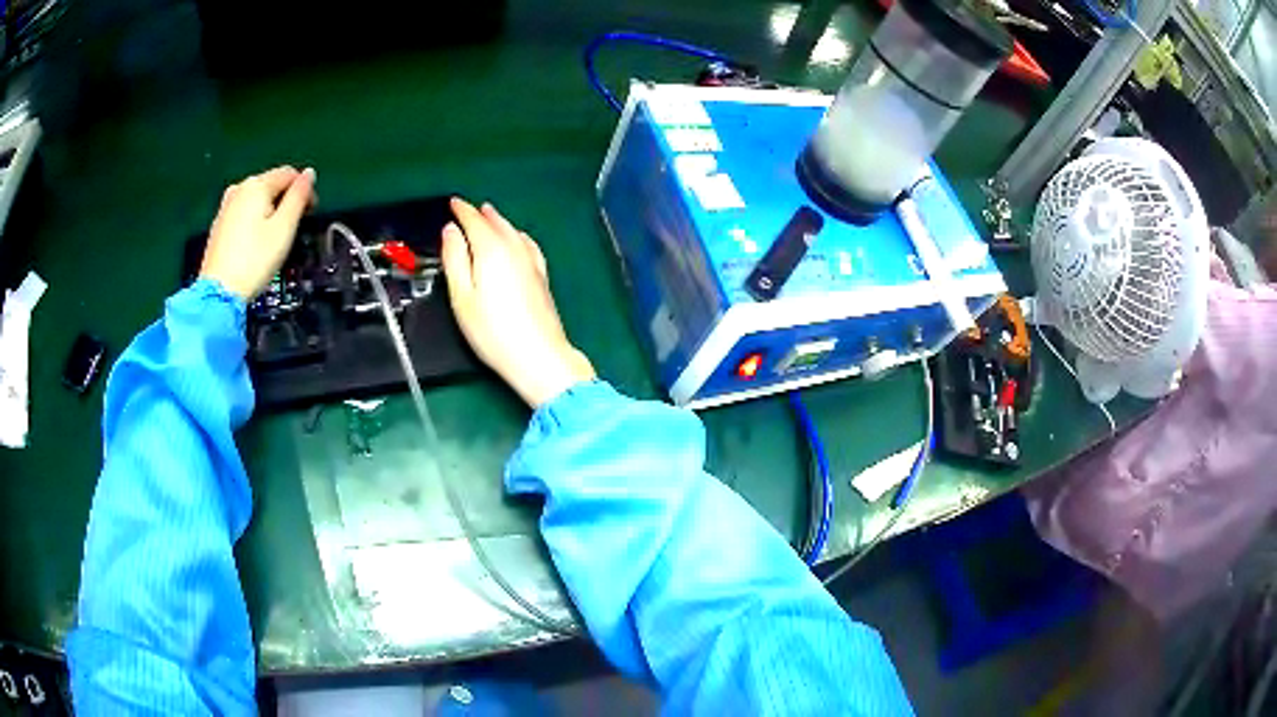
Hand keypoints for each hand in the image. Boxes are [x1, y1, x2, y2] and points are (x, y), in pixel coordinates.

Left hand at [199, 166, 315, 299]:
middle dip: (286, 199)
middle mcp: (240, 188)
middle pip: (271, 184)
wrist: (219, 292)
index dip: (305, 189)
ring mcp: (226, 206)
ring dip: (270, 209)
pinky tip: (256, 241)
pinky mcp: (218, 224)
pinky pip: (243, 211)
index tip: (311, 213)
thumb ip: (298, 197)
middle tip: (295, 226)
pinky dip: (254, 219)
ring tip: (275, 234)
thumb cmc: (255, 260)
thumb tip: (309, 173)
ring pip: (256, 198)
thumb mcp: (284, 227)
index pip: (289, 174)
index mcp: (257, 185)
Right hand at [441, 198, 595, 407]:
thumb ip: (455, 259)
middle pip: (496, 223)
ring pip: (513, 231)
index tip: (453, 203)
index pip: (474, 221)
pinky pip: (528, 244)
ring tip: (489, 216)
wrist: (538, 354)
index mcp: (491, 250)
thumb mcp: (461, 296)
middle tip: (468, 209)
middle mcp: (514, 248)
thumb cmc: (492, 331)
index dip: (461, 210)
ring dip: (499, 221)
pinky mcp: (542, 275)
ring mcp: (532, 261)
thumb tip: (450, 231)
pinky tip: (518, 239)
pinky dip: (517, 235)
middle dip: (480, 214)